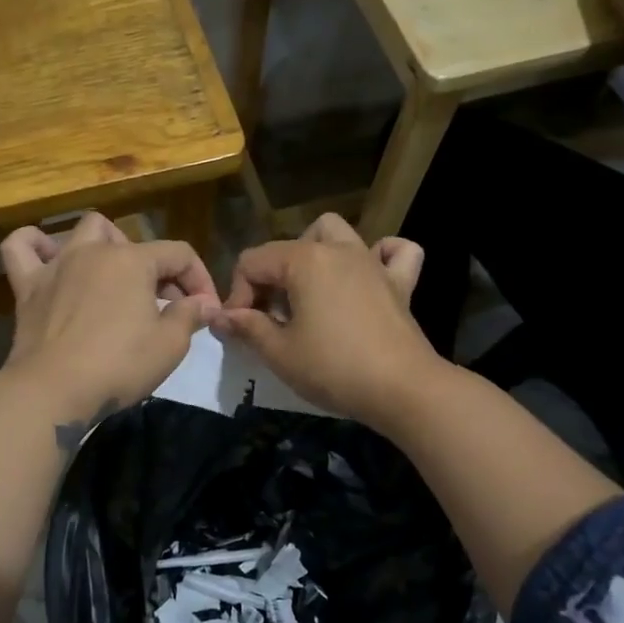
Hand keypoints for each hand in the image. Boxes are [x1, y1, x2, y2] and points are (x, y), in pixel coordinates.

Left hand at [0, 213, 220, 424]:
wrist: (53, 390)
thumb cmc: (118, 365)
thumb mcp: (170, 345)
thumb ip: (190, 315)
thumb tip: (204, 303)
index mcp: (132, 260)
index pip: (179, 254)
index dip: (199, 279)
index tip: (205, 310)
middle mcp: (94, 251)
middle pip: (133, 242)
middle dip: (155, 268)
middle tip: (162, 304)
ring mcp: (57, 264)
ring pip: (83, 231)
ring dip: (105, 245)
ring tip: (113, 275)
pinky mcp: (27, 286)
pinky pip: (21, 247)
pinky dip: (35, 245)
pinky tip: (49, 258)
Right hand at [214, 213, 444, 425]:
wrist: (403, 389)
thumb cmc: (334, 368)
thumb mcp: (279, 353)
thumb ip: (247, 327)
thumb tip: (220, 317)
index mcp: (304, 260)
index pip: (252, 262)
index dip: (238, 295)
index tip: (241, 330)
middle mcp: (338, 249)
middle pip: (290, 245)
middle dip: (273, 275)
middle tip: (272, 314)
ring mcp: (372, 262)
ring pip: (337, 233)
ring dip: (317, 253)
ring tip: (310, 289)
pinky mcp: (400, 283)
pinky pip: (394, 252)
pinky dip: (380, 256)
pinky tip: (368, 276)